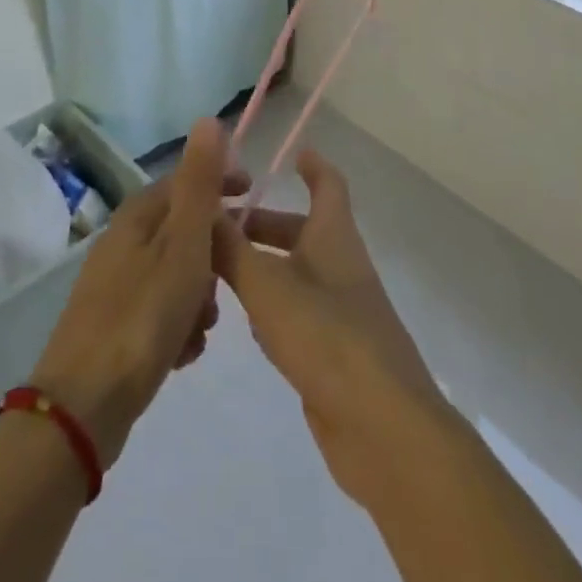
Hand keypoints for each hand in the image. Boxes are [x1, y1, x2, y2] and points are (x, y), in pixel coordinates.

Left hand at [29, 118, 240, 467]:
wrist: (84, 405)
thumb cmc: (144, 315)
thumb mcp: (184, 244)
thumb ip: (200, 184)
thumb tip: (209, 120)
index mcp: (138, 215)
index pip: (186, 181)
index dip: (222, 184)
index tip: (254, 198)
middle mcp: (123, 241)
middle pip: (184, 232)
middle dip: (213, 256)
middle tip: (229, 285)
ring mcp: (115, 284)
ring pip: (176, 275)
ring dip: (198, 298)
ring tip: (202, 329)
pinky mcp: (114, 325)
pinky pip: (161, 311)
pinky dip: (179, 326)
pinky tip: (183, 354)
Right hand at [213, 149, 449, 509]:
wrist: (382, 428)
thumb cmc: (326, 335)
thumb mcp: (267, 285)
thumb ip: (229, 249)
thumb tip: (199, 209)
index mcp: (334, 237)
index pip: (329, 185)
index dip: (312, 166)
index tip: (292, 153)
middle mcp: (341, 267)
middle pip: (304, 232)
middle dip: (264, 225)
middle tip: (220, 224)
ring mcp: (342, 313)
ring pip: (298, 275)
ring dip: (264, 267)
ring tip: (219, 271)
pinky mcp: (336, 356)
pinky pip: (300, 317)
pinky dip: (273, 310)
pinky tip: (246, 326)